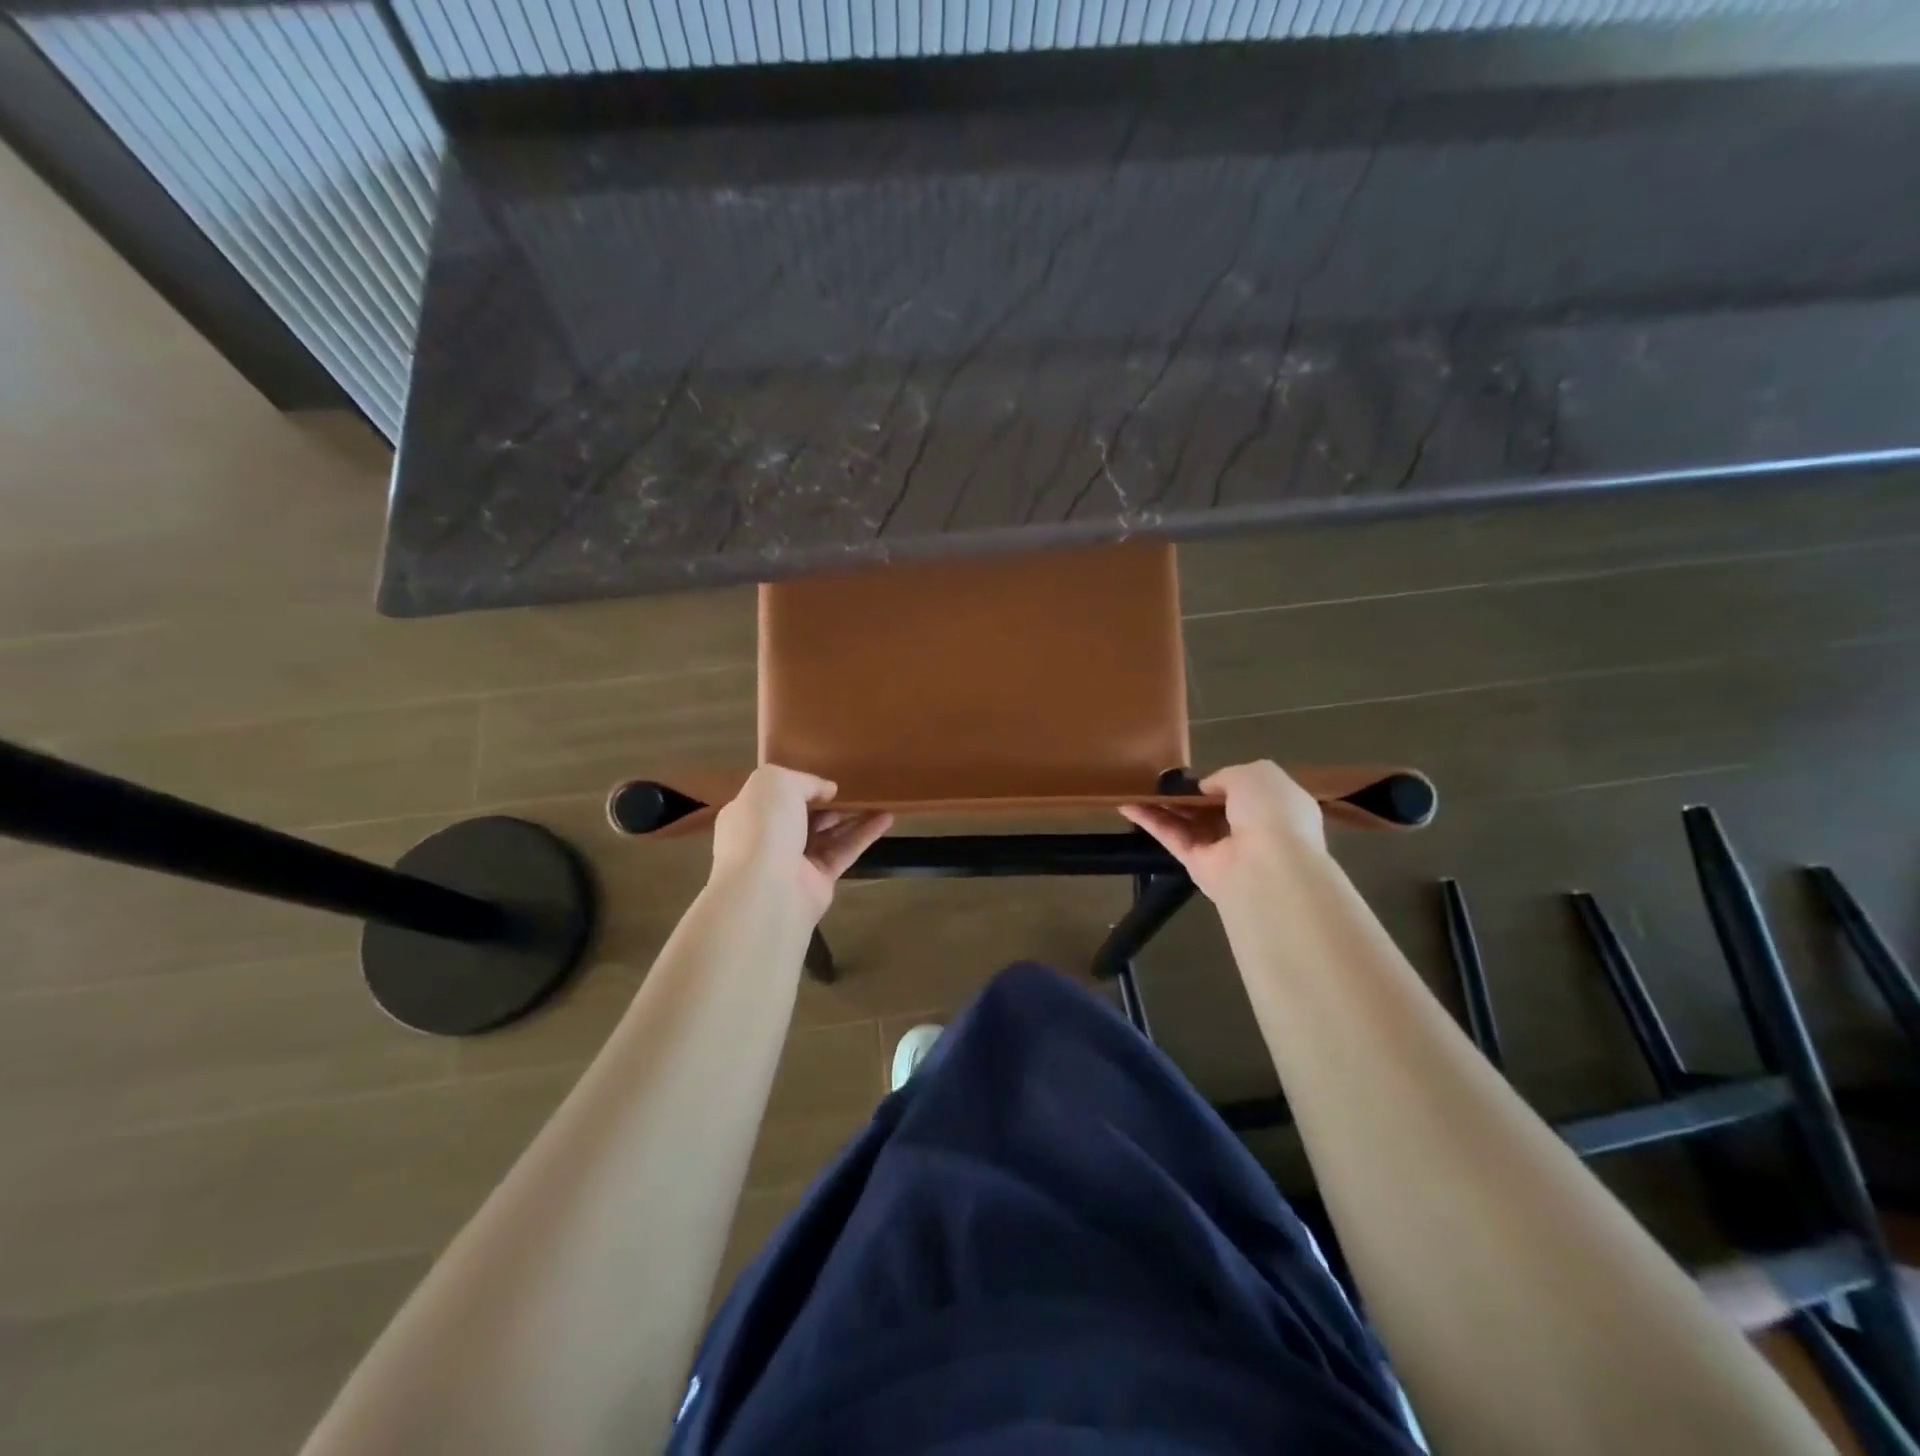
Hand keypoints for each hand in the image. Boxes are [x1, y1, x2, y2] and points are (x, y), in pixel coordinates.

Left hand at [709, 765, 892, 918]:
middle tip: (853, 787)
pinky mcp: (818, 881)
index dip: (795, 785)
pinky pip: (844, 852)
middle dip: (826, 802)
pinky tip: (887, 818)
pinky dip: (865, 835)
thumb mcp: (776, 782)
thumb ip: (804, 780)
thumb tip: (828, 791)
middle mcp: (767, 838)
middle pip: (802, 816)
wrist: (767, 888)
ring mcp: (792, 862)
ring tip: (878, 798)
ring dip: (851, 816)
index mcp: (746, 813)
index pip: (771, 796)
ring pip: (827, 834)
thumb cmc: (763, 826)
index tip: (821, 777)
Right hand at [1119, 761, 1326, 904]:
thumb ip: (1227, 775)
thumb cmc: (1272, 812)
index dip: (1222, 781)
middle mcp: (1251, 829)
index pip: (1247, 791)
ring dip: (1162, 805)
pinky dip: (1150, 821)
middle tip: (1159, 777)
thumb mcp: (1257, 773)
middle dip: (1187, 793)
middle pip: (1211, 808)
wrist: (1269, 866)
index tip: (1198, 772)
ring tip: (1134, 786)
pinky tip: (1127, 804)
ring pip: (1187, 822)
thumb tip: (1206, 788)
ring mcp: (1223, 849)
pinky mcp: (1197, 864)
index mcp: (1276, 807)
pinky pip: (1172, 837)